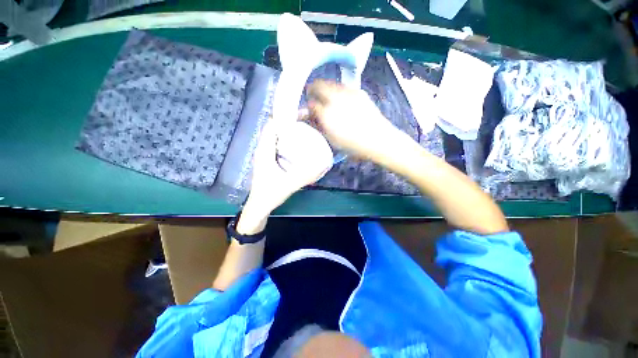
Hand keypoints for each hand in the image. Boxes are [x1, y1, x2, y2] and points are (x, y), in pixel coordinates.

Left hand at [244, 119, 333, 217]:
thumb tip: (321, 163)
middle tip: (306, 120)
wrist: (259, 205)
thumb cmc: (271, 194)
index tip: (301, 114)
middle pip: (273, 128)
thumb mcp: (290, 183)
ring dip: (287, 130)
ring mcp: (264, 154)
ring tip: (303, 128)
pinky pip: (276, 143)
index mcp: (264, 151)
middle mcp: (262, 149)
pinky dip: (285, 139)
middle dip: (288, 121)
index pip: (271, 126)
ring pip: (274, 135)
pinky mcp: (267, 159)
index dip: (284, 117)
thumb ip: (305, 175)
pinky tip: (296, 143)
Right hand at [306, 80, 402, 160]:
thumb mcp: (332, 139)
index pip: (310, 104)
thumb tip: (310, 116)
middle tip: (313, 97)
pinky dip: (338, 91)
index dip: (308, 107)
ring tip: (328, 99)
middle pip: (318, 85)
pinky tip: (343, 101)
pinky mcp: (359, 92)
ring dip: (325, 89)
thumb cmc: (352, 145)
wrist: (378, 140)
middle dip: (313, 90)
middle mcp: (335, 99)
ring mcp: (348, 92)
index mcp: (326, 114)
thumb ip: (319, 126)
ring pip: (331, 83)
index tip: (309, 110)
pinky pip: (343, 87)